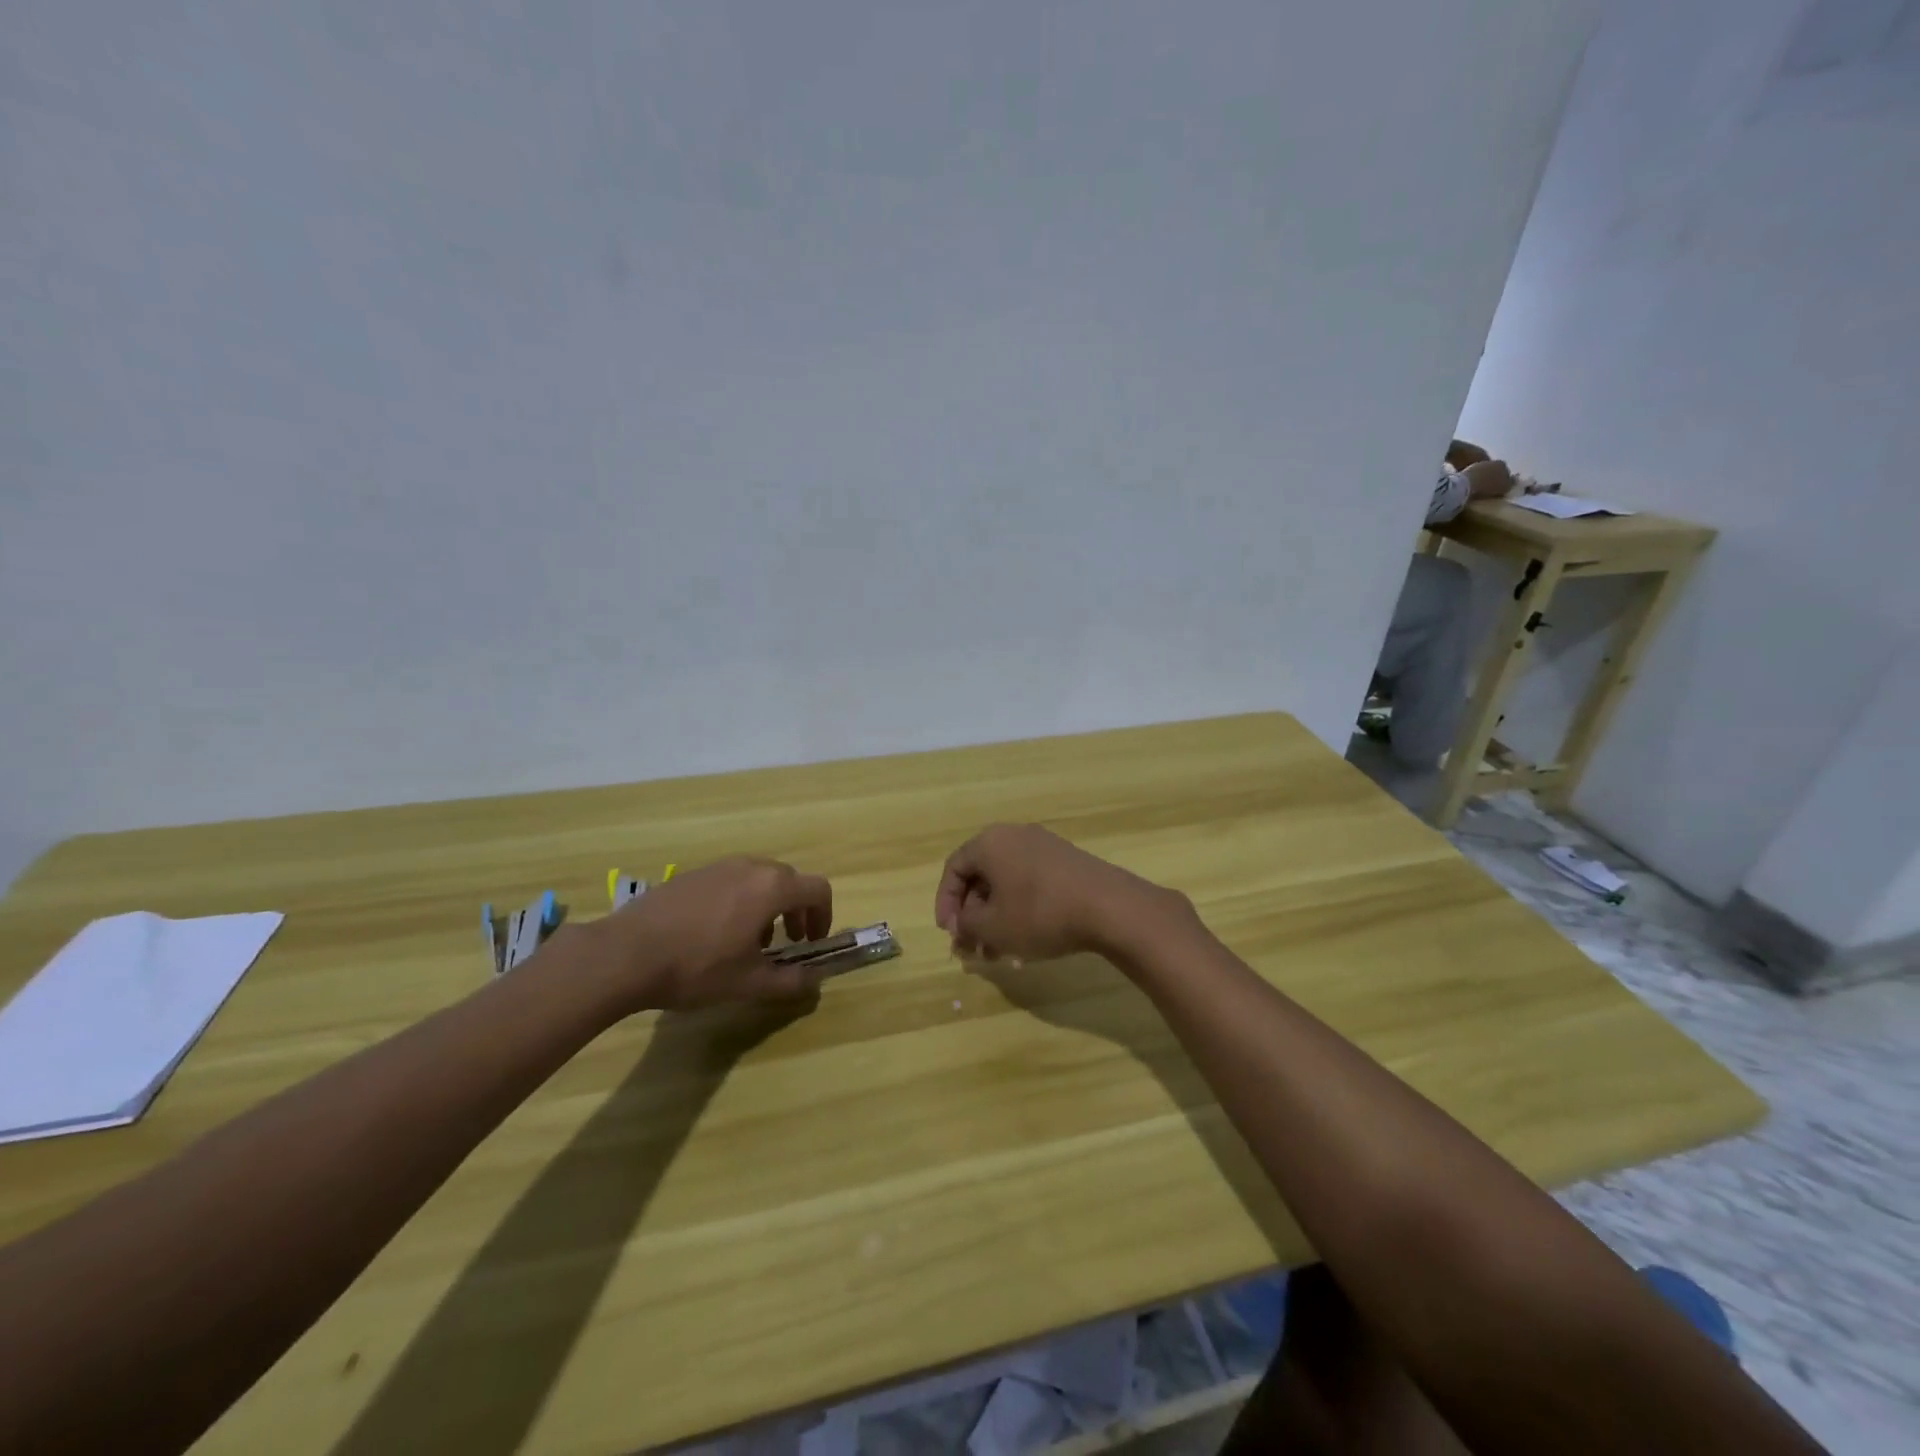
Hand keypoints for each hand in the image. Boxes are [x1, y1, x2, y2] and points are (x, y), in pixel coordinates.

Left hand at [592, 857, 834, 1011]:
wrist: (624, 954)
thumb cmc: (696, 967)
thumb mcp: (748, 984)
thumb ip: (790, 982)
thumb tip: (815, 981)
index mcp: (771, 888)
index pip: (817, 889)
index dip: (824, 915)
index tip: (812, 942)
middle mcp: (750, 867)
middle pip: (789, 880)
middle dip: (795, 911)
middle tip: (786, 943)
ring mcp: (718, 867)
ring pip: (758, 878)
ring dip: (767, 906)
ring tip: (748, 942)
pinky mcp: (691, 874)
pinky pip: (730, 880)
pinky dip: (739, 900)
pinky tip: (713, 934)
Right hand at [933, 824, 1187, 963]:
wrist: (1109, 906)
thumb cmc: (1040, 913)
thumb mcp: (993, 926)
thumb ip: (966, 924)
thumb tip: (962, 923)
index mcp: (990, 842)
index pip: (954, 869)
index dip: (945, 903)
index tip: (950, 933)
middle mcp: (1015, 835)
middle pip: (982, 876)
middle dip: (974, 915)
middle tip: (974, 948)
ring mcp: (1045, 846)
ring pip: (1008, 883)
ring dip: (998, 917)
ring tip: (1001, 953)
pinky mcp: (1067, 861)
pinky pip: (1032, 883)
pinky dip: (1022, 910)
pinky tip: (1029, 941)